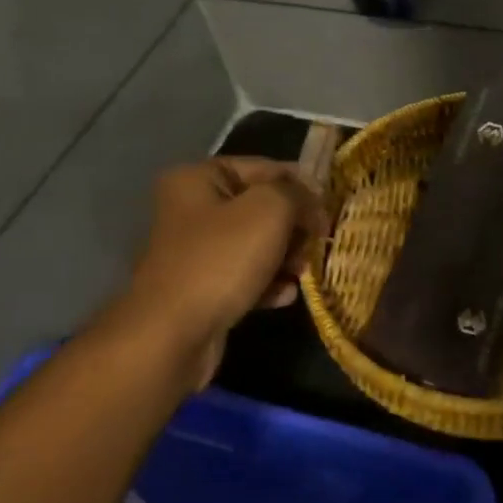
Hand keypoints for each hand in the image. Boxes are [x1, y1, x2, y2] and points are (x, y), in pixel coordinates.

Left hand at [119, 159, 323, 384]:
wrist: (172, 334)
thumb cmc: (221, 260)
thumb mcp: (270, 211)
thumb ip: (297, 194)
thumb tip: (312, 202)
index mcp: (198, 178)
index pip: (265, 167)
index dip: (301, 185)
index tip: (329, 209)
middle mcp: (192, 209)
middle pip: (261, 207)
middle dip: (294, 226)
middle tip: (317, 244)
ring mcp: (195, 252)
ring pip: (256, 244)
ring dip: (286, 257)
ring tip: (303, 273)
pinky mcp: (202, 288)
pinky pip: (245, 276)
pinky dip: (268, 283)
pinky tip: (286, 295)